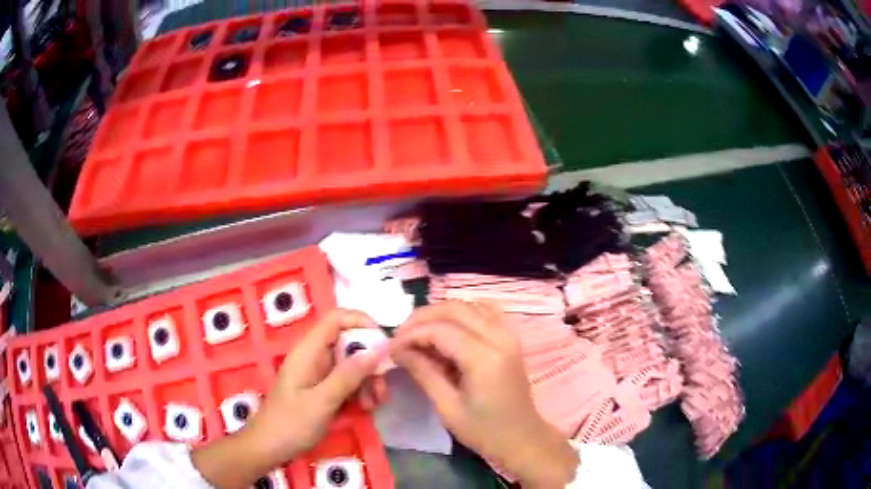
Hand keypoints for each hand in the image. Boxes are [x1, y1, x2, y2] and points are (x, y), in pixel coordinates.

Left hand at [249, 309, 388, 460]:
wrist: (269, 447)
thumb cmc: (291, 423)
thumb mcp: (322, 401)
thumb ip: (349, 375)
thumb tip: (378, 349)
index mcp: (309, 351)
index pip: (337, 318)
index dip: (362, 323)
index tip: (383, 345)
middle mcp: (314, 356)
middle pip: (349, 343)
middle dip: (370, 362)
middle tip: (381, 387)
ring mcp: (318, 373)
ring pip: (351, 364)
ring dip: (367, 381)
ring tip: (374, 404)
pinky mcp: (321, 389)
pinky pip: (346, 381)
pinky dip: (359, 392)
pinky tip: (366, 408)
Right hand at [392, 302, 577, 488]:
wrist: (522, 438)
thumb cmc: (484, 430)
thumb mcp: (447, 407)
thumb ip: (423, 372)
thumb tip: (397, 350)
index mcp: (484, 358)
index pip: (440, 329)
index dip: (411, 334)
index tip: (391, 347)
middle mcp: (500, 337)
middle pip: (454, 309)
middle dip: (422, 318)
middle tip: (401, 337)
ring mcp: (509, 334)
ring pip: (469, 305)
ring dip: (440, 313)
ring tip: (419, 333)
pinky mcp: (511, 337)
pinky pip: (484, 310)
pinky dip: (462, 313)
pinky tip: (447, 328)